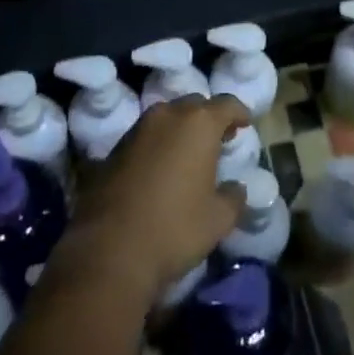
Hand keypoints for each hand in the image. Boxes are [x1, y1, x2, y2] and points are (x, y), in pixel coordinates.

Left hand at [65, 95, 250, 298]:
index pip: (226, 104)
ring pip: (167, 118)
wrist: (108, 250)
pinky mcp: (114, 148)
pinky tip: (161, 169)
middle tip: (219, 140)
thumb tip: (236, 188)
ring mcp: (138, 129)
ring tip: (189, 155)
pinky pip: (146, 136)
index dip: (239, 112)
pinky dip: (158, 145)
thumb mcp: (218, 219)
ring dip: (181, 130)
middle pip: (195, 105)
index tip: (245, 124)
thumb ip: (234, 197)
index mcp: (199, 123)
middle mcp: (168, 115)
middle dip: (209, 119)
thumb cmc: (174, 228)